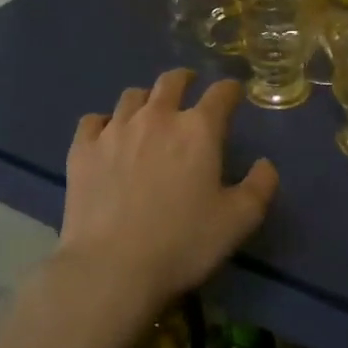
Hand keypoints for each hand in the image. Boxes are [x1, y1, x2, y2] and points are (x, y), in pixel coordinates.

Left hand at [57, 69, 278, 305]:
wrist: (112, 267)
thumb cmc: (183, 243)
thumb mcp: (238, 221)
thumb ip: (260, 187)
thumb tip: (265, 164)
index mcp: (198, 130)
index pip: (220, 93)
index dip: (230, 90)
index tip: (233, 93)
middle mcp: (156, 117)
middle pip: (171, 82)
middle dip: (184, 80)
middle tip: (189, 87)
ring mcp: (115, 130)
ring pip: (132, 96)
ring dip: (146, 99)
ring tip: (148, 112)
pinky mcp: (82, 149)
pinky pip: (93, 120)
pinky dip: (105, 122)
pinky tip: (107, 135)